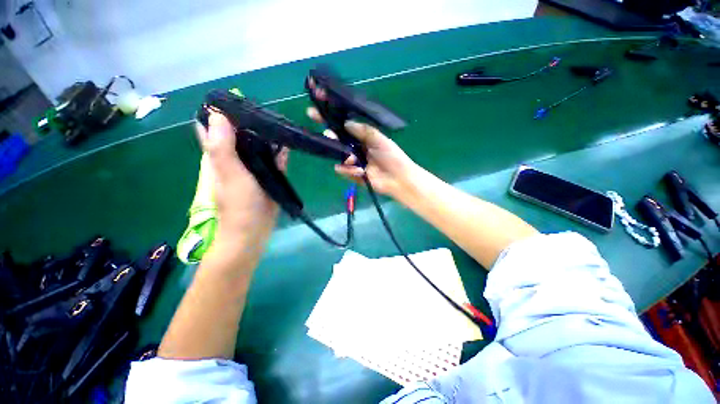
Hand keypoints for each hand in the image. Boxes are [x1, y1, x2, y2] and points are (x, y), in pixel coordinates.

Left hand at [196, 112, 287, 248]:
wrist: (254, 231)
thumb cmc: (238, 204)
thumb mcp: (229, 174)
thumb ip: (222, 146)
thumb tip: (217, 114)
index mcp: (219, 155)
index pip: (214, 127)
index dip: (221, 112)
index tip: (237, 100)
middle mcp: (234, 159)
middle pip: (240, 135)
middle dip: (250, 122)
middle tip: (266, 110)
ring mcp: (252, 168)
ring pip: (258, 146)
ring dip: (266, 136)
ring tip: (279, 122)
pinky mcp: (267, 176)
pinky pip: (274, 160)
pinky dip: (280, 152)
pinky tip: (288, 145)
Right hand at [306, 107, 417, 197]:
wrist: (398, 178)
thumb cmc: (392, 156)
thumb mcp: (379, 139)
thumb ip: (363, 130)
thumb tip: (346, 123)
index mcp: (361, 137)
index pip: (342, 126)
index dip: (329, 119)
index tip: (314, 112)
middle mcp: (354, 147)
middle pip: (336, 140)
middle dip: (330, 136)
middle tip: (330, 135)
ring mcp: (352, 161)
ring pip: (337, 155)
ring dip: (343, 157)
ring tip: (353, 160)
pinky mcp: (352, 174)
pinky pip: (342, 170)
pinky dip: (348, 171)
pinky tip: (359, 171)